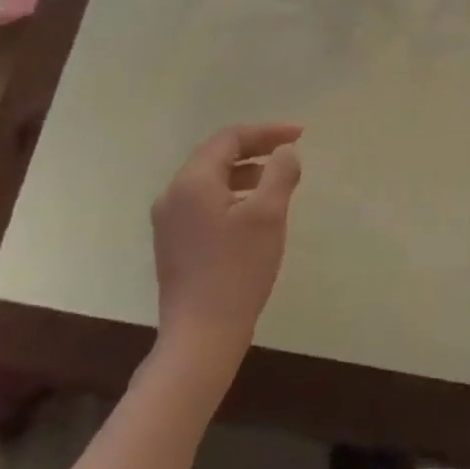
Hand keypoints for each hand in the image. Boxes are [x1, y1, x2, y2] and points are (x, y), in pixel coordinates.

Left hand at [152, 123, 303, 378]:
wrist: (200, 336)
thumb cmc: (237, 270)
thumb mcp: (268, 215)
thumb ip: (280, 174)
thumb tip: (285, 152)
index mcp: (193, 181)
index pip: (230, 138)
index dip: (266, 132)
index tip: (300, 134)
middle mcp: (173, 194)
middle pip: (216, 155)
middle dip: (255, 149)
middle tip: (289, 150)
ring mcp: (169, 221)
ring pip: (210, 180)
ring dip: (244, 172)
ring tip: (277, 180)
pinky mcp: (173, 243)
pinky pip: (204, 202)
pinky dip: (231, 195)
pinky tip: (253, 211)